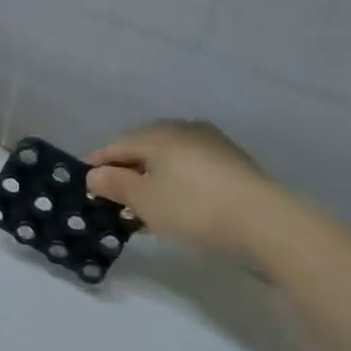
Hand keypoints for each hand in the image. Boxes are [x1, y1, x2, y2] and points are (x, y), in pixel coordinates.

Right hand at [86, 120, 283, 257]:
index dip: (96, 166)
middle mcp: (182, 129)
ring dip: (151, 178)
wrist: (266, 220)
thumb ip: (114, 184)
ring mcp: (211, 143)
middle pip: (141, 148)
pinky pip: (189, 167)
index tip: (85, 188)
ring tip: (144, 207)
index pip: (113, 145)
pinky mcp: (232, 161)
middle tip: (114, 200)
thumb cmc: (193, 206)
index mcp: (156, 133)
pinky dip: (175, 182)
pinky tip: (176, 204)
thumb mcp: (144, 200)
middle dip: (125, 172)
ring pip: (167, 158)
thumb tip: (94, 174)